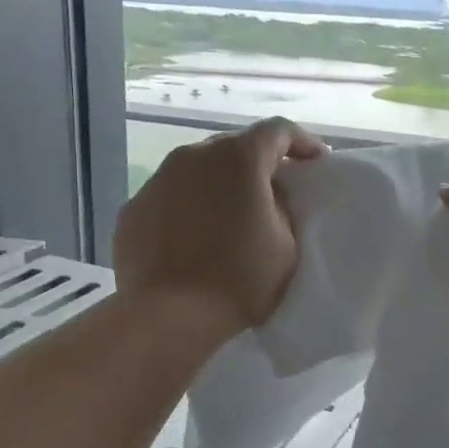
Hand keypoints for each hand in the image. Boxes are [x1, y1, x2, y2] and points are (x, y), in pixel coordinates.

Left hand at [114, 118, 325, 339]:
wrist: (168, 317)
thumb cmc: (239, 279)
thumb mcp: (286, 244)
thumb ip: (285, 208)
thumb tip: (271, 197)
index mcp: (238, 158)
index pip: (279, 131)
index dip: (302, 143)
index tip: (316, 163)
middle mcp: (193, 156)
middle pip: (234, 147)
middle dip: (258, 165)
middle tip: (275, 193)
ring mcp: (157, 180)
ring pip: (197, 171)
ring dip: (219, 186)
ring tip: (230, 217)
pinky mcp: (132, 208)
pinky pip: (170, 198)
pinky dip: (187, 209)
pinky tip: (194, 239)